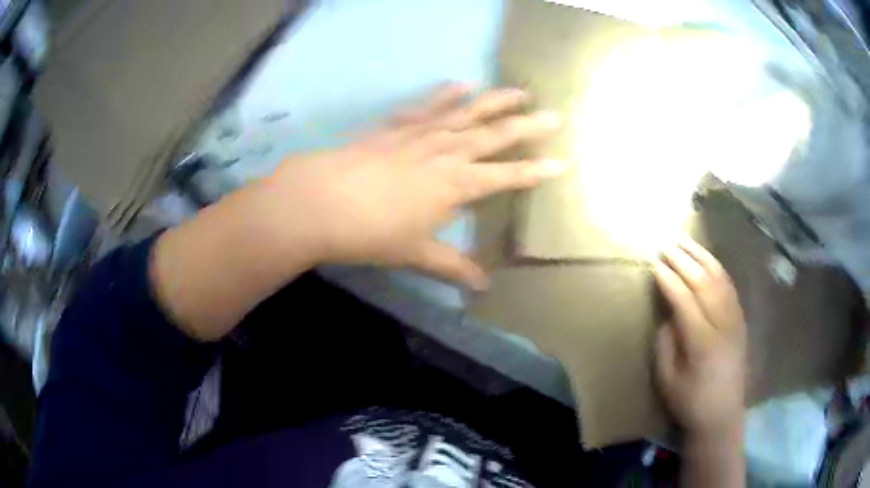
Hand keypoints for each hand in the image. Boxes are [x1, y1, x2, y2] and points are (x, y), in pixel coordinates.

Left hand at [260, 83, 564, 287]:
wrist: (321, 201)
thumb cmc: (371, 232)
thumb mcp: (415, 253)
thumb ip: (452, 266)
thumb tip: (482, 286)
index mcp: (456, 184)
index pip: (507, 176)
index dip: (536, 172)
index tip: (562, 163)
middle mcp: (446, 152)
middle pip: (495, 136)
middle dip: (528, 126)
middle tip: (555, 115)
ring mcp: (421, 134)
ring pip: (467, 113)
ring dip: (495, 101)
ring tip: (520, 91)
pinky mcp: (396, 127)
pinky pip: (426, 106)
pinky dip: (445, 95)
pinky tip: (461, 85)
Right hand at [654, 238, 747, 440]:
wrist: (722, 414)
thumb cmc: (690, 401)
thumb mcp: (667, 379)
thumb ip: (666, 343)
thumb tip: (668, 313)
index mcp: (703, 344)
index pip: (685, 301)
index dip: (669, 281)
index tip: (654, 265)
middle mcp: (723, 325)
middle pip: (704, 284)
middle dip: (684, 261)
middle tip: (666, 244)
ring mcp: (735, 320)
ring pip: (720, 279)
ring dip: (702, 257)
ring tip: (686, 241)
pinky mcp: (741, 320)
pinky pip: (730, 287)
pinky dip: (717, 269)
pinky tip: (707, 259)